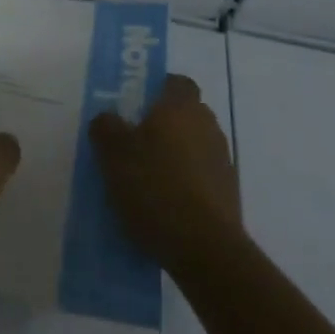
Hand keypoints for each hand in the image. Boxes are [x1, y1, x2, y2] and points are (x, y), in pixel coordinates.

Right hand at [89, 74, 240, 270]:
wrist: (205, 251)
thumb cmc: (154, 187)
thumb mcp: (112, 153)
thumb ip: (106, 127)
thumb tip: (109, 119)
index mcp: (181, 108)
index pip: (177, 82)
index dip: (158, 88)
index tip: (136, 104)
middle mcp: (208, 127)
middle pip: (186, 114)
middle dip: (163, 124)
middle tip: (133, 141)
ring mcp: (223, 163)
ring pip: (194, 147)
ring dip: (175, 155)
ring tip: (146, 178)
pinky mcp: (229, 197)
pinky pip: (201, 177)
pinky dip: (185, 183)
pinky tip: (164, 205)